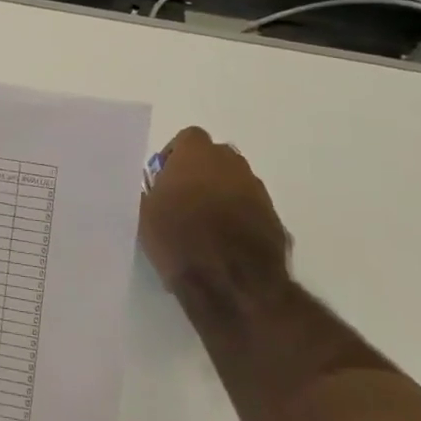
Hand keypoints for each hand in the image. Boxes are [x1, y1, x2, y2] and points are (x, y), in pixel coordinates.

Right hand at [139, 127, 291, 297]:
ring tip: (204, 225)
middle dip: (201, 173)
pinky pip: (251, 210)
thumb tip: (158, 189)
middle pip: (215, 158)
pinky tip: (224, 244)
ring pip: (235, 183)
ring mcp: (258, 192)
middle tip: (183, 199)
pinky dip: (239, 219)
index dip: (175, 156)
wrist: (231, 282)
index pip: (188, 138)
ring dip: (221, 195)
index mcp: (197, 155)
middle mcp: (233, 165)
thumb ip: (153, 191)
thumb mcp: (145, 213)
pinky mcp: (275, 220)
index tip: (164, 179)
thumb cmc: (179, 239)